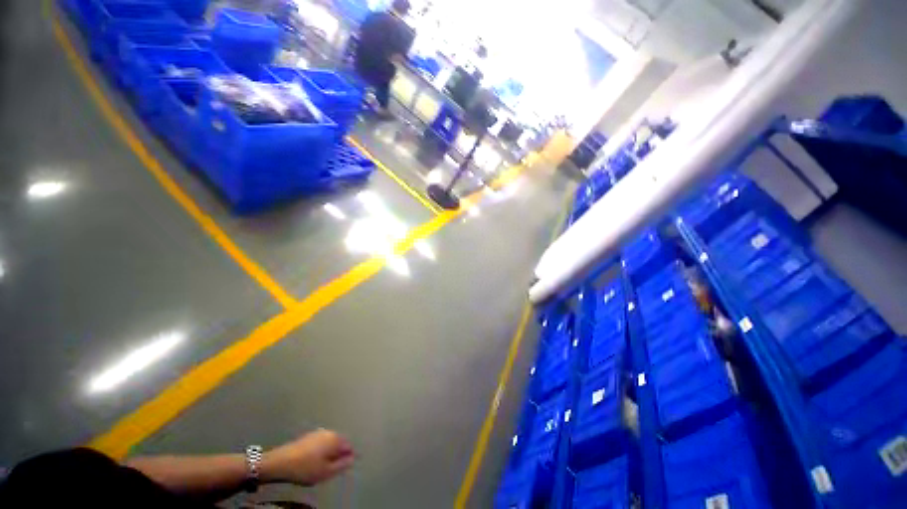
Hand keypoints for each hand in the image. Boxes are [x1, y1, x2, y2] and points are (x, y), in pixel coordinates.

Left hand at [261, 429, 354, 485]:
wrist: (280, 462)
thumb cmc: (306, 468)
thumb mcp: (327, 472)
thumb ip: (342, 465)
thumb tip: (352, 459)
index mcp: (336, 439)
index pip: (349, 446)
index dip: (348, 457)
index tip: (343, 468)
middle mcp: (329, 432)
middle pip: (339, 443)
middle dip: (338, 454)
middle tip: (331, 469)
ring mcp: (318, 433)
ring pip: (329, 443)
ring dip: (329, 452)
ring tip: (321, 466)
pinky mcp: (308, 436)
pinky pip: (320, 443)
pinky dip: (320, 451)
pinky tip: (312, 461)